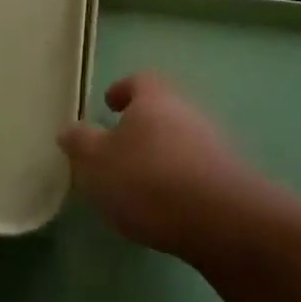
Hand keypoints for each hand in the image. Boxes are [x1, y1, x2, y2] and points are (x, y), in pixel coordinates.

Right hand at [58, 72, 260, 256]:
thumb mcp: (96, 163)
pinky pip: (197, 170)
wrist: (222, 221)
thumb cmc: (148, 180)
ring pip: (181, 141)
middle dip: (141, 126)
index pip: (139, 81)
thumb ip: (80, 143)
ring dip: (161, 155)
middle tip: (118, 148)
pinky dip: (179, 180)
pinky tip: (166, 206)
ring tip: (139, 183)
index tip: (110, 103)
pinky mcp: (230, 178)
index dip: (122, 90)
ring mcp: (215, 144)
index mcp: (154, 99)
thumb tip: (70, 130)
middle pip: (162, 110)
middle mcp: (188, 112)